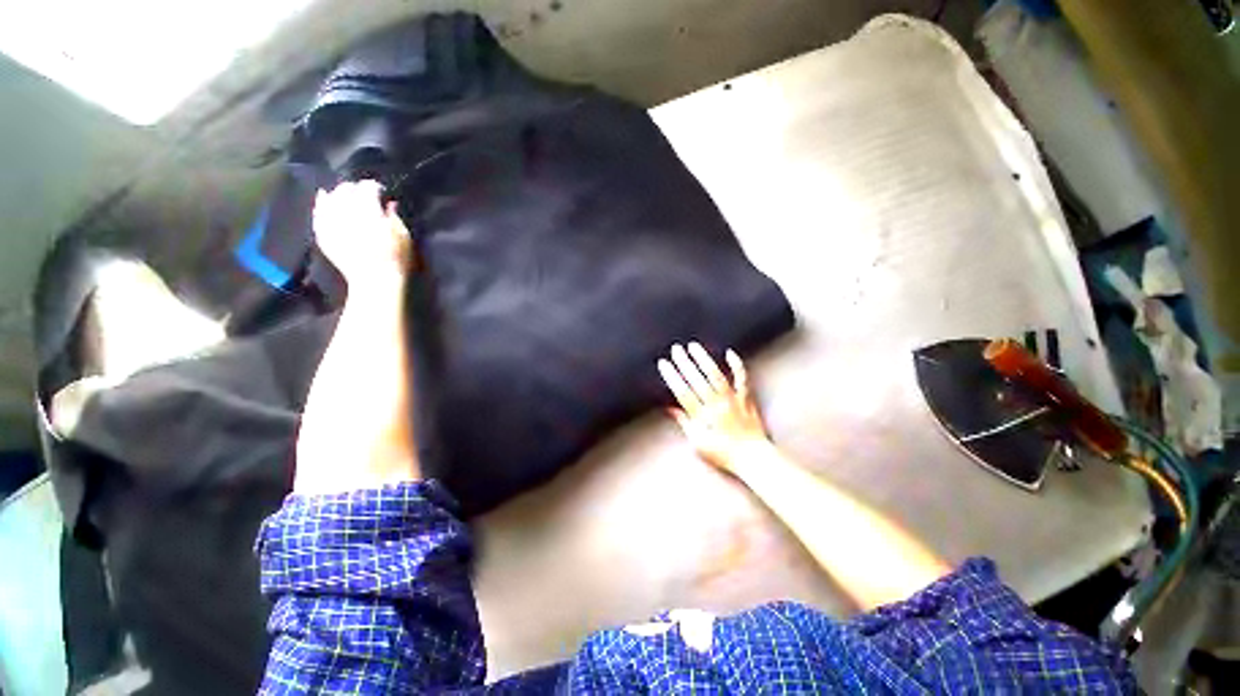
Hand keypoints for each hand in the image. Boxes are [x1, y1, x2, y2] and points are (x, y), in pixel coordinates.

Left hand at [313, 180, 412, 295]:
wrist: (375, 280)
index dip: (375, 187)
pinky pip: (318, 213)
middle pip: (346, 189)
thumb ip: (394, 216)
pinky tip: (324, 200)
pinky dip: (321, 204)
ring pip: (329, 198)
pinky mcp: (323, 233)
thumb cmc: (396, 259)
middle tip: (364, 193)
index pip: (368, 187)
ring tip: (346, 196)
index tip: (382, 191)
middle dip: (355, 188)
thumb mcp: (403, 236)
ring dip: (338, 194)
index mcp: (368, 209)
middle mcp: (346, 211)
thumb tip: (389, 204)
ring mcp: (331, 222)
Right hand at [658, 342, 768, 470]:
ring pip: (716, 375)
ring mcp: (732, 399)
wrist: (754, 458)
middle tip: (675, 349)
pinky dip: (736, 365)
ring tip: (693, 346)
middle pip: (697, 380)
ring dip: (704, 359)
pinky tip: (729, 353)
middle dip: (684, 363)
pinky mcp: (746, 398)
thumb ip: (685, 423)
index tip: (664, 364)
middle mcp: (717, 405)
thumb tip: (670, 408)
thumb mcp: (698, 444)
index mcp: (703, 417)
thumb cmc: (724, 454)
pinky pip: (741, 378)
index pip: (683, 392)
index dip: (672, 377)